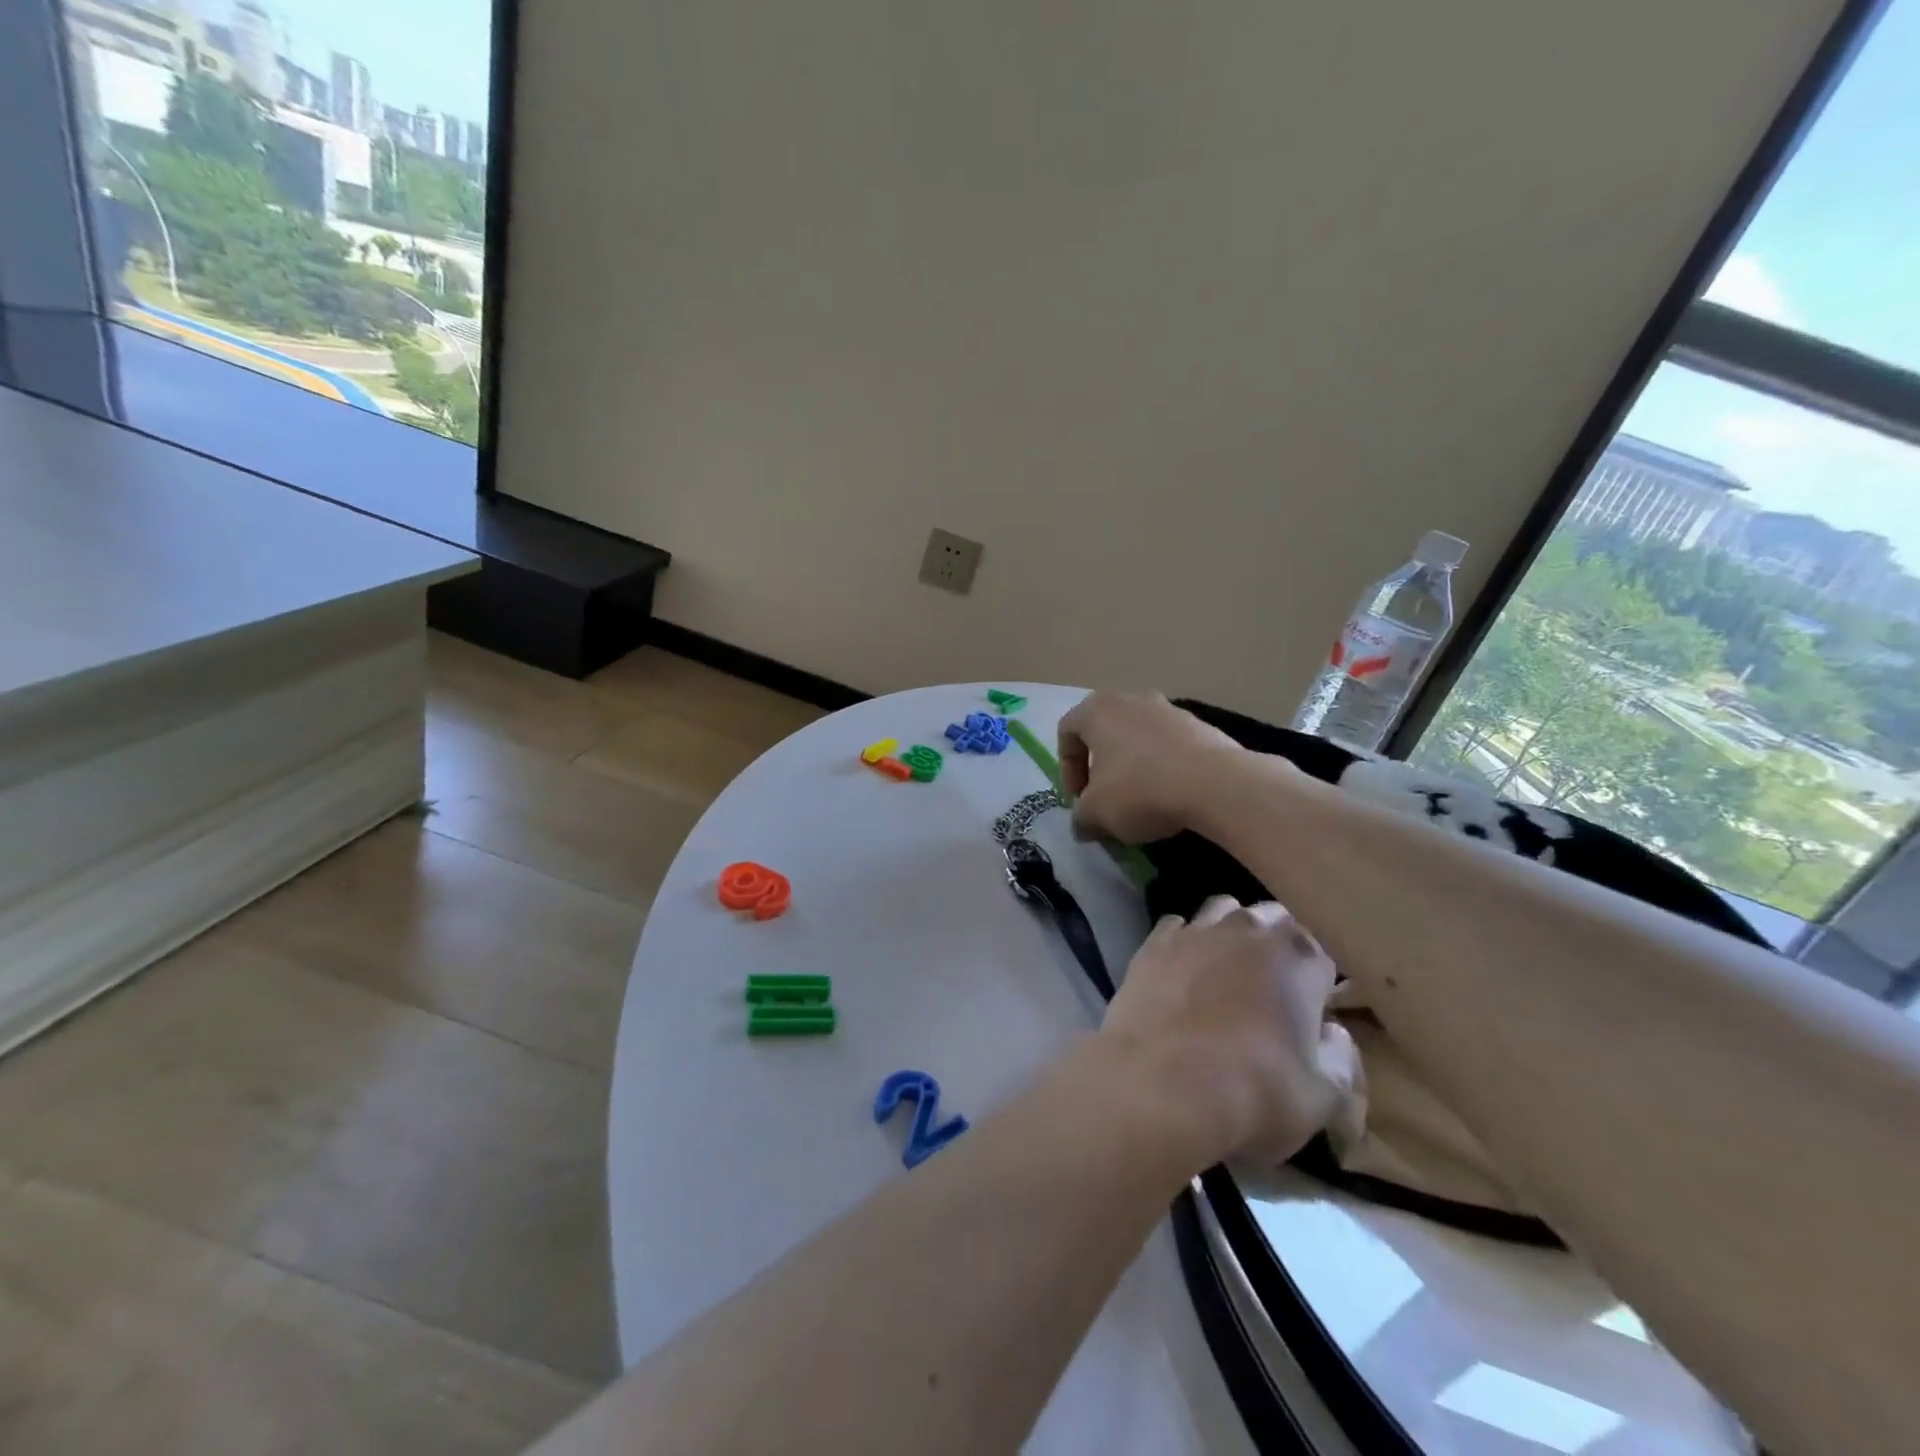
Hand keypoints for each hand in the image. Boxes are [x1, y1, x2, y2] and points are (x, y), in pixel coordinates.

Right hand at [1056, 692, 1247, 843]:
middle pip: (1104, 732)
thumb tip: (1082, 824)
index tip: (1078, 800)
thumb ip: (1080, 817)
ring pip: (1138, 739)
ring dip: (1132, 768)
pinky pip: (1169, 747)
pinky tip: (1171, 797)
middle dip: (1100, 768)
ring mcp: (1169, 709)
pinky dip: (1163, 768)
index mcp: (1097, 710)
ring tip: (1140, 802)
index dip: (1066, 770)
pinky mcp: (1200, 725)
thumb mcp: (1096, 813)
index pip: (1067, 732)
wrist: (1216, 784)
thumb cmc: (1140, 790)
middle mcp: (1130, 700)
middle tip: (1104, 800)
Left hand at [1099, 897, 1352, 1166]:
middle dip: (1277, 942)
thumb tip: (1334, 1034)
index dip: (1318, 978)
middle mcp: (1247, 932)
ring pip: (1222, 910)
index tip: (1313, 1005)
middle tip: (1274, 984)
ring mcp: (1194, 933)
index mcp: (1298, 959)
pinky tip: (1183, 968)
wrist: (1158, 1089)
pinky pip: (1175, 927)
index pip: (1319, 951)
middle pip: (1272, 919)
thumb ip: (1341, 1060)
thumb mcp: (1324, 1100)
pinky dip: (1184, 941)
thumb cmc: (1253, 1095)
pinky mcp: (1152, 945)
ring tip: (1229, 966)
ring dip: (1231, 930)